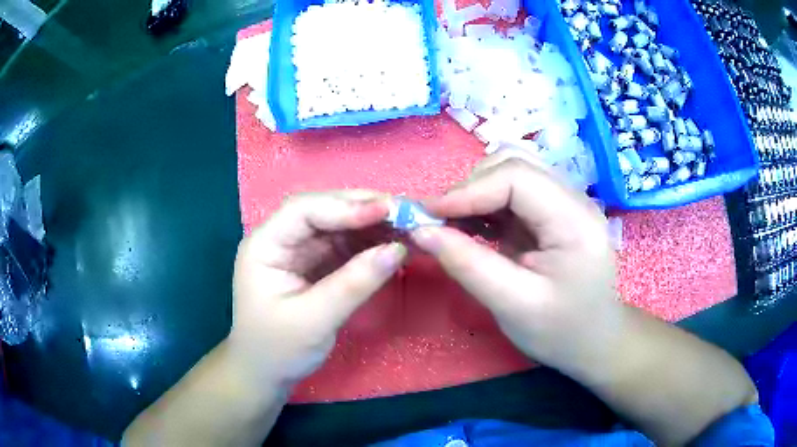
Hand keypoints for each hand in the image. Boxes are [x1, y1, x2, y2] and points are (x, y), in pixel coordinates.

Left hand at [230, 191, 406, 385]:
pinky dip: (373, 243)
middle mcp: (283, 239)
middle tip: (408, 212)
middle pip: (325, 210)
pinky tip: (396, 243)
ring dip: (374, 224)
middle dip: (365, 209)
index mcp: (265, 245)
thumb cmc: (278, 349)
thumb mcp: (313, 321)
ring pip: (340, 225)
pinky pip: (348, 245)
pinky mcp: (318, 264)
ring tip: (410, 225)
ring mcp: (301, 250)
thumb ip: (353, 284)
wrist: (268, 373)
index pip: (303, 211)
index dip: (345, 206)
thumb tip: (397, 249)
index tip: (387, 210)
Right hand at [411, 154, 621, 376]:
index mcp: (575, 220)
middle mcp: (573, 199)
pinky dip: (485, 203)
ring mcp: (564, 203)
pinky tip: (470, 226)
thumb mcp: (513, 306)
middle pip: (514, 165)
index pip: (518, 177)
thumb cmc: (561, 331)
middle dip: (470, 188)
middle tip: (438, 221)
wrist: (593, 340)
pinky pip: (513, 192)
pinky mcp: (552, 213)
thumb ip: (468, 265)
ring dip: (476, 192)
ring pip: (512, 172)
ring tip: (451, 222)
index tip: (428, 215)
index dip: (469, 190)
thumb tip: (420, 230)